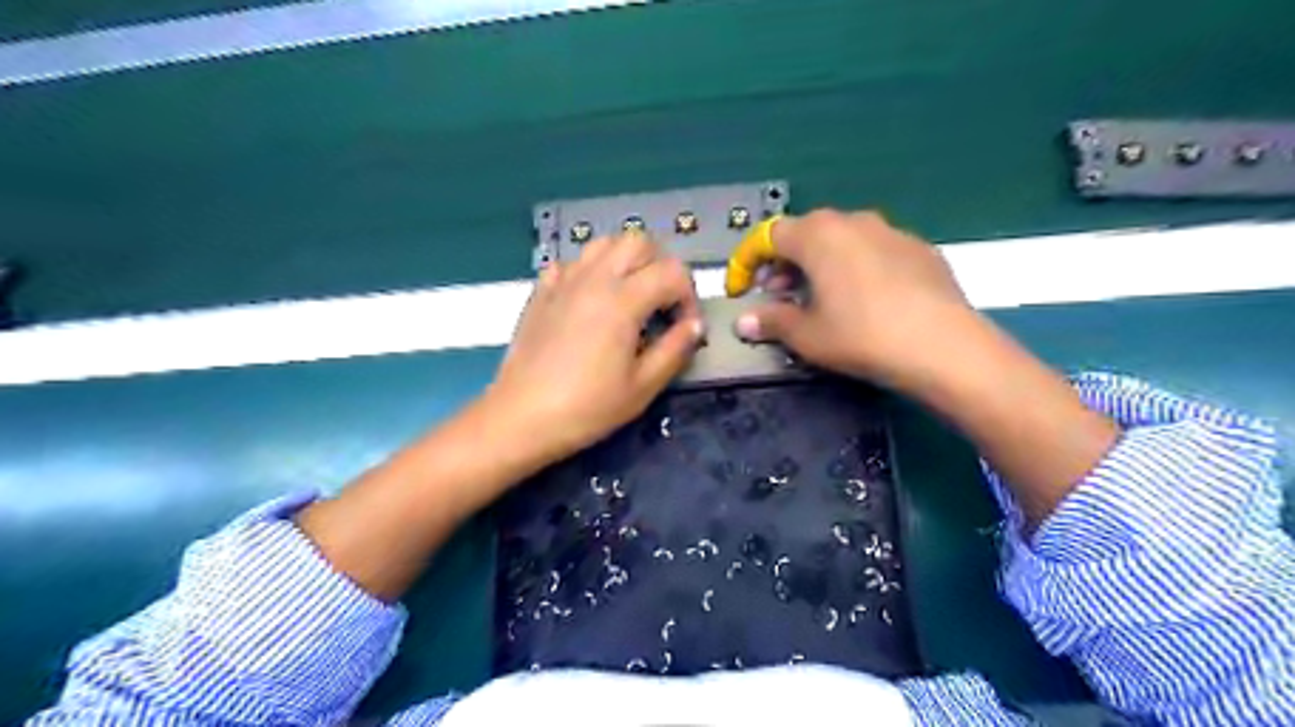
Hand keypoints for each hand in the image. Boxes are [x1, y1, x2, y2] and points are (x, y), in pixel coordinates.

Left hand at [487, 230, 707, 458]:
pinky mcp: (541, 292)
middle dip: (660, 266)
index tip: (685, 328)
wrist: (521, 418)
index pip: (672, 272)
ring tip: (629, 297)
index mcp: (623, 300)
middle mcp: (594, 279)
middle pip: (638, 242)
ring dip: (625, 262)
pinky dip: (589, 271)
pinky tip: (589, 302)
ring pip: (603, 244)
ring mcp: (564, 281)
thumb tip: (694, 326)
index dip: (689, 297)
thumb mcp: (642, 387)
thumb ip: (675, 349)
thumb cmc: (587, 408)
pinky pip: (571, 263)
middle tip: (661, 304)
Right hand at [732, 210, 975, 390]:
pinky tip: (863, 300)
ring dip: (819, 265)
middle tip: (778, 297)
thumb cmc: (860, 336)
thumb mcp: (806, 335)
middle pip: (805, 234)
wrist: (943, 345)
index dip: (746, 263)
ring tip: (819, 299)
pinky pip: (873, 251)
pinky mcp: (919, 248)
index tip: (740, 290)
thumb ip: (771, 321)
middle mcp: (852, 221)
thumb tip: (744, 321)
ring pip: (841, 240)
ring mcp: (890, 230)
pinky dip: (855, 268)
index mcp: (817, 235)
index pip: (767, 236)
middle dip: (783, 264)